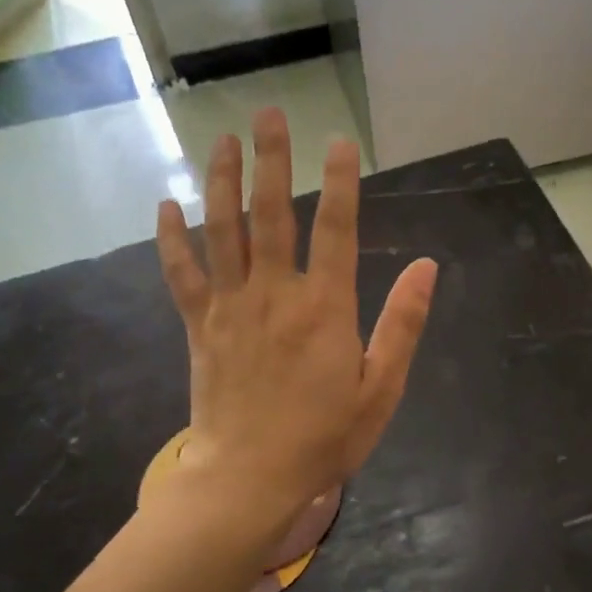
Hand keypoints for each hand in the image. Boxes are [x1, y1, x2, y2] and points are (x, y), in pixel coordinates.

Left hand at [156, 109, 437, 520]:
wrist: (249, 478)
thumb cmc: (323, 438)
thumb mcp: (381, 389)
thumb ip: (402, 324)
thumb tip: (426, 267)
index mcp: (325, 308)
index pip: (336, 229)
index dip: (340, 181)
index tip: (340, 141)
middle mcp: (275, 294)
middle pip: (272, 214)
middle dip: (272, 159)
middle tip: (268, 113)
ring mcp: (231, 307)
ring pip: (222, 230)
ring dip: (222, 181)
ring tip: (222, 140)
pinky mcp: (199, 326)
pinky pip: (181, 272)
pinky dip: (171, 238)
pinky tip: (165, 205)